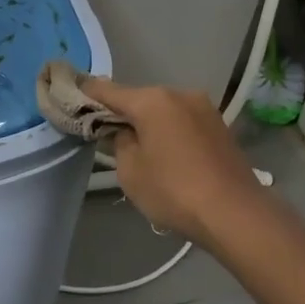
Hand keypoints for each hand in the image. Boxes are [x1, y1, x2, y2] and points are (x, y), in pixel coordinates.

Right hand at [80, 77, 274, 248]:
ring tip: (139, 147)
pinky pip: (182, 121)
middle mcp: (179, 94)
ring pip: (163, 109)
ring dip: (148, 122)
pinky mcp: (219, 125)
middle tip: (105, 132)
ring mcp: (203, 108)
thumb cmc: (174, 191)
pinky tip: (166, 152)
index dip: (86, 92)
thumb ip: (119, 142)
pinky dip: (169, 130)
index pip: (108, 90)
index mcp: (153, 100)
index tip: (69, 92)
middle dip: (121, 112)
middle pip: (138, 98)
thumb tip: (124, 132)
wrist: (235, 213)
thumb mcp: (130, 171)